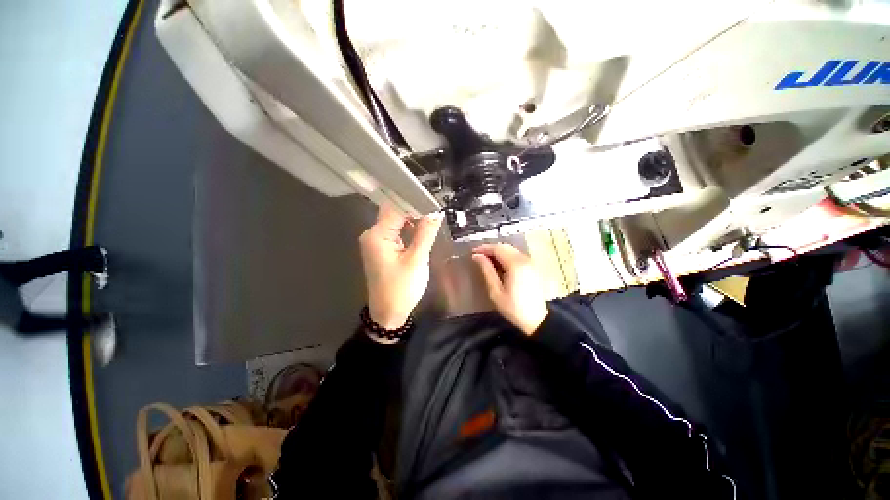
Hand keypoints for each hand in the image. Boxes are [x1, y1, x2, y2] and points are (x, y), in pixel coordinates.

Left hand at [359, 205, 442, 329]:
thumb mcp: (417, 259)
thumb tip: (435, 212)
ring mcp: (376, 242)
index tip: (433, 201)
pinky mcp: (382, 249)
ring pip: (396, 222)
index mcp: (377, 235)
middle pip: (394, 213)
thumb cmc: (402, 288)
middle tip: (435, 209)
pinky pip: (396, 233)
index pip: (395, 207)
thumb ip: (426, 233)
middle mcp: (372, 234)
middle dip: (414, 210)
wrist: (389, 313)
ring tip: (432, 217)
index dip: (414, 202)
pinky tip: (422, 230)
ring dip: (413, 220)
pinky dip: (409, 230)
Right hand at [471, 244, 548, 335]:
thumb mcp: (495, 291)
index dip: (484, 248)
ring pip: (511, 250)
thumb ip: (487, 271)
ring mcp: (530, 262)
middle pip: (505, 247)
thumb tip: (477, 256)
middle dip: (490, 249)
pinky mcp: (532, 267)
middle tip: (478, 255)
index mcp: (515, 264)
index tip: (473, 252)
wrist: (537, 320)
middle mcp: (524, 259)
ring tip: (486, 259)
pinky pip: (517, 255)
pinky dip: (506, 256)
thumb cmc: (513, 308)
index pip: (497, 249)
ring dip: (498, 252)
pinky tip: (498, 264)